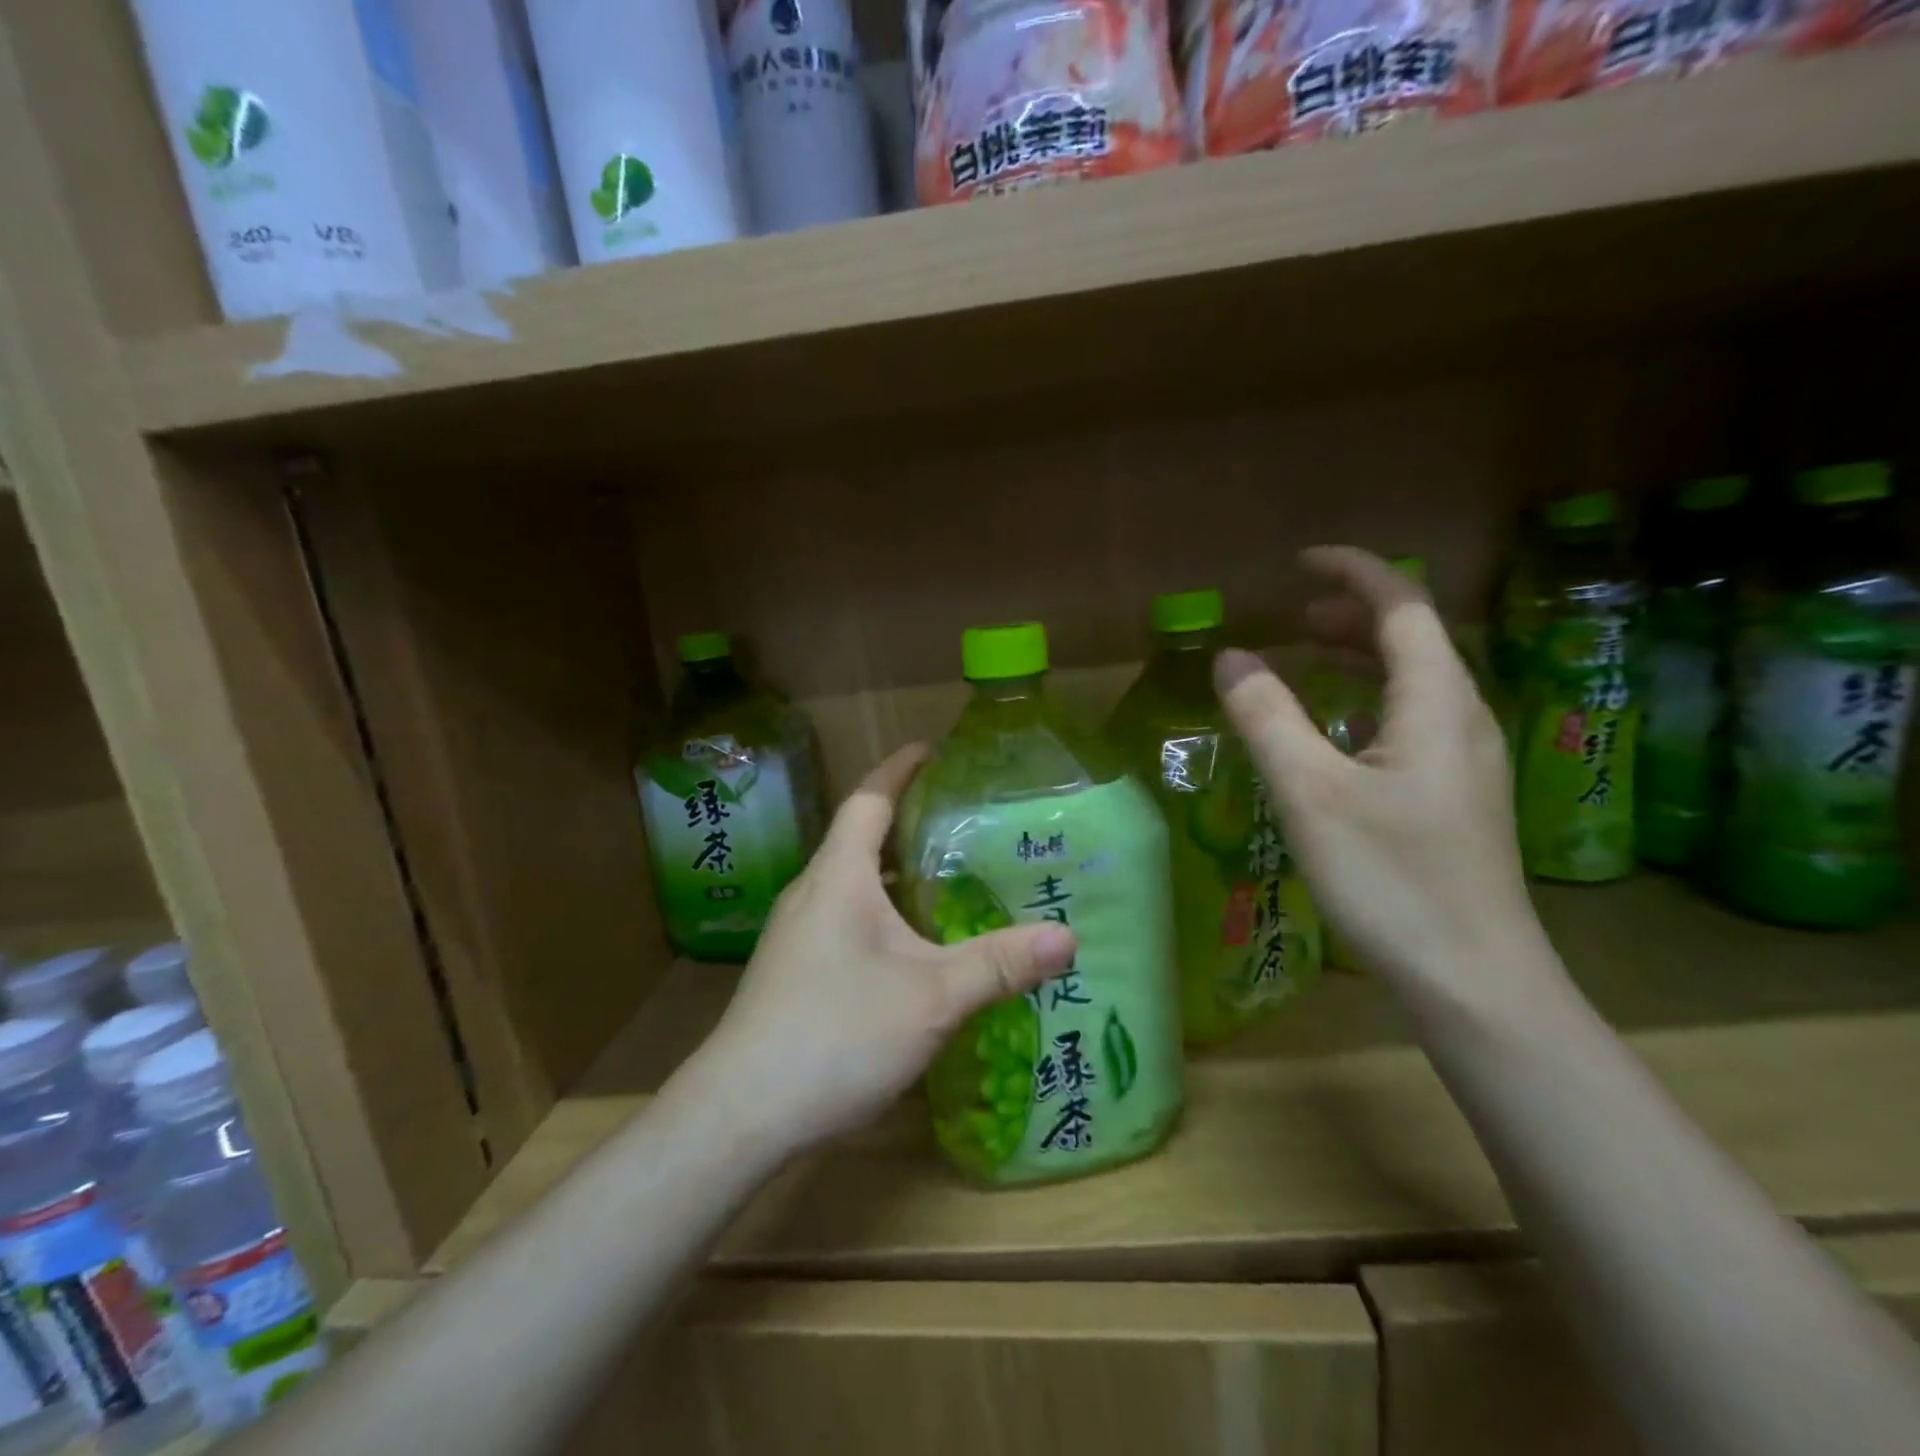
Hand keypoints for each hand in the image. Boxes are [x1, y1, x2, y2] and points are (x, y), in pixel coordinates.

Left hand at [685, 745, 1077, 1158]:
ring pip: (852, 883)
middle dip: (906, 821)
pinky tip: (912, 947)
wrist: (741, 1112)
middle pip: (859, 837)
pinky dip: (881, 912)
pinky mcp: (792, 969)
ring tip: (947, 879)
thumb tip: (1068, 937)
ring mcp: (796, 933)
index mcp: (838, 876)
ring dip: (894, 872)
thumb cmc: (837, 1034)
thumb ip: (1000, 963)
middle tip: (962, 821)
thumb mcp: (933, 997)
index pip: (869, 799)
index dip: (899, 769)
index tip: (931, 750)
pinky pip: (844, 918)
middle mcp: (812, 893)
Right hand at [1215, 547, 1539, 987]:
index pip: (1403, 605)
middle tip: (1292, 617)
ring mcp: (1465, 760)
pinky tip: (1333, 733)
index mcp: (1436, 701)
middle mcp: (1461, 717)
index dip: (1354, 572)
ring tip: (1304, 658)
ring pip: (1413, 681)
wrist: (1473, 978)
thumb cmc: (1390, 878)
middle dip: (1352, 614)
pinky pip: (1410, 720)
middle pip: (1413, 638)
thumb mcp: (1310, 793)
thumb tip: (1231, 658)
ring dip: (1359, 657)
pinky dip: (1366, 701)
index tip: (1300, 563)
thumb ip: (1267, 717)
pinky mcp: (1455, 796)